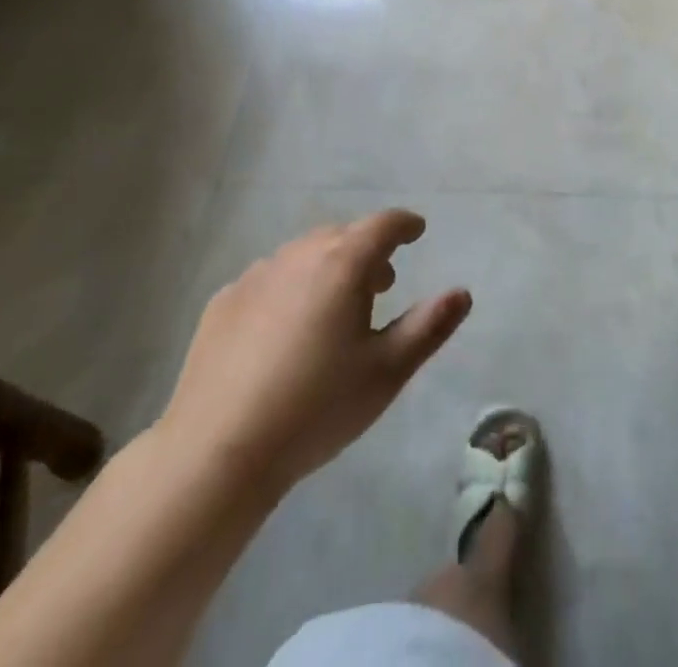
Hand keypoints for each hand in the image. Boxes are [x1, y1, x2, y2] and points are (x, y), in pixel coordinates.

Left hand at [159, 209, 470, 498]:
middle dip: (367, 251)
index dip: (404, 224)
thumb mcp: (386, 372)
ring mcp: (256, 276)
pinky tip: (284, 330)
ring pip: (304, 255)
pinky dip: (289, 288)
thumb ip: (429, 326)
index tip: (416, 231)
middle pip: (342, 236)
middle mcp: (299, 255)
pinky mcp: (223, 301)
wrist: (216, 452)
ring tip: (334, 308)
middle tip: (381, 285)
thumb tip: (462, 292)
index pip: (383, 225)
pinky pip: (269, 279)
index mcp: (343, 263)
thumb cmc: (315, 409)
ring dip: (327, 267)